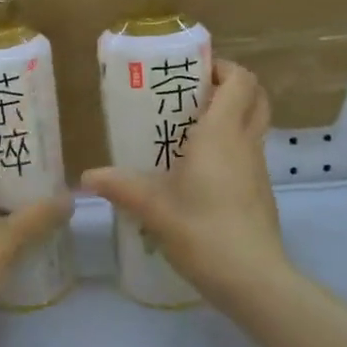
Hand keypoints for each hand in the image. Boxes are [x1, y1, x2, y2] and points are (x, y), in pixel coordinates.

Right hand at [81, 62, 288, 312]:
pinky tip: (198, 171)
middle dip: (229, 87)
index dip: (222, 68)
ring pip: (253, 126)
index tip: (192, 72)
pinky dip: (230, 147)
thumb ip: (120, 187)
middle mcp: (245, 143)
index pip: (240, 81)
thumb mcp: (153, 208)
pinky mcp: (260, 193)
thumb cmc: (203, 232)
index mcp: (222, 134)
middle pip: (255, 97)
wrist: (253, 279)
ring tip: (188, 131)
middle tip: (193, 95)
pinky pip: (248, 154)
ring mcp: (257, 169)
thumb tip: (86, 177)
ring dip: (230, 117)